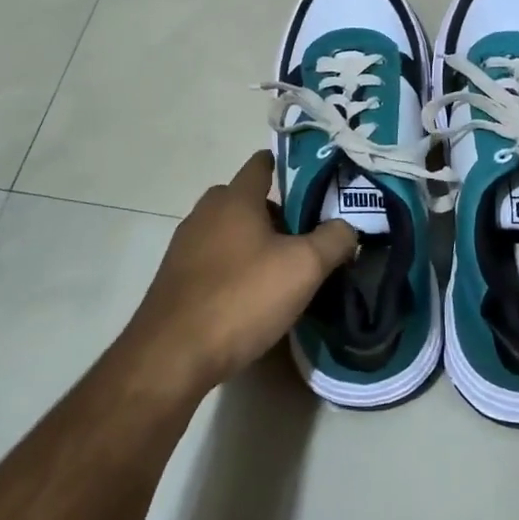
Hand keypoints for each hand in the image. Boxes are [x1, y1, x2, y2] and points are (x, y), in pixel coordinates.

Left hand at [119, 150, 357, 395]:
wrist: (172, 356)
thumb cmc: (242, 298)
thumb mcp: (304, 268)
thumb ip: (334, 240)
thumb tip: (347, 228)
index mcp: (234, 199)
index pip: (261, 164)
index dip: (289, 168)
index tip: (317, 185)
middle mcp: (205, 213)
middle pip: (247, 200)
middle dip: (277, 214)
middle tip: (307, 238)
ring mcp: (185, 247)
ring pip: (230, 232)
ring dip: (255, 244)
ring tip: (284, 272)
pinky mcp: (175, 279)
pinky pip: (214, 261)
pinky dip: (235, 269)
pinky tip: (251, 298)